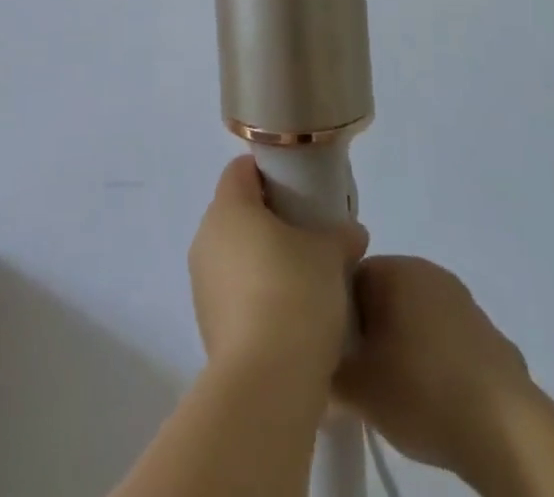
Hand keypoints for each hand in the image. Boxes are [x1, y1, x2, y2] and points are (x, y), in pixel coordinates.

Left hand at [188, 157, 367, 383]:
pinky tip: (288, 315)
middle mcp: (206, 237)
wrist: (265, 384)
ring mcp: (202, 283)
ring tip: (303, 279)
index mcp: (229, 207)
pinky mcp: (207, 323)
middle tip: (307, 233)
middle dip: (270, 218)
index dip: (269, 172)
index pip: (242, 170)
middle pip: (237, 211)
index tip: (299, 187)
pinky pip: (233, 292)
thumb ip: (340, 234)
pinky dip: (256, 294)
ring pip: (234, 254)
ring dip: (262, 259)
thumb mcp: (330, 255)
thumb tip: (352, 233)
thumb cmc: (294, 295)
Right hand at [336, 257, 536, 484]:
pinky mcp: (489, 333)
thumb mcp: (357, 388)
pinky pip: (448, 340)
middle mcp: (428, 270)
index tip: (340, 354)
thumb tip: (320, 367)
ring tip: (401, 391)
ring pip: (417, 316)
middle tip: (365, 374)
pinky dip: (438, 361)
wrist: (504, 429)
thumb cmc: (421, 391)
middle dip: (373, 330)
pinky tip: (438, 400)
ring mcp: (463, 300)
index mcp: (394, 268)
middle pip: (384, 294)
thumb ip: (328, 371)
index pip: (350, 278)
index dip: (339, 317)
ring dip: (406, 344)